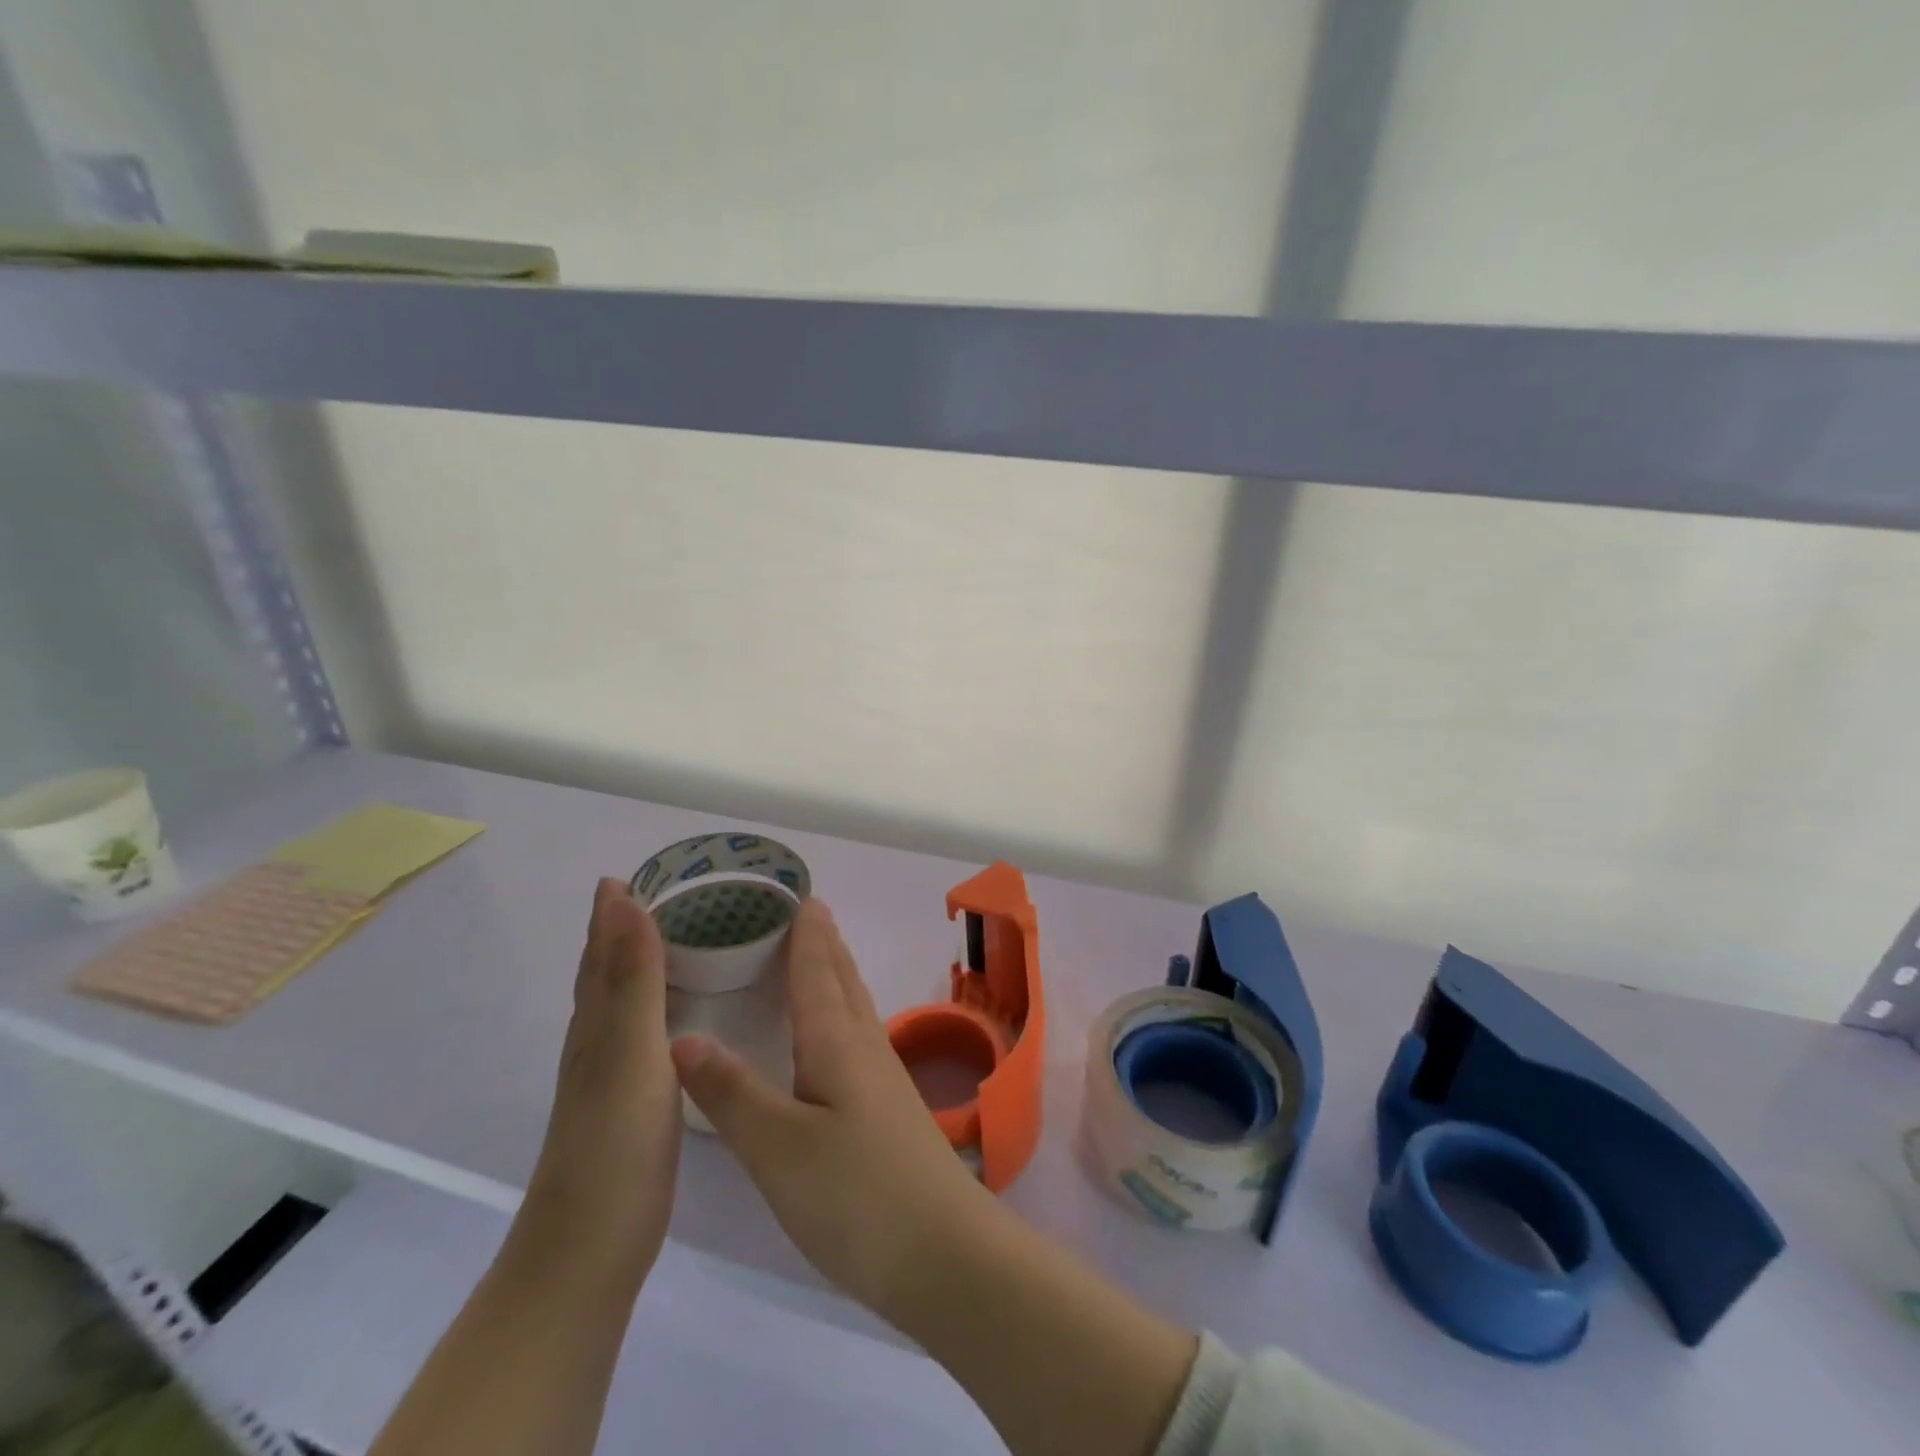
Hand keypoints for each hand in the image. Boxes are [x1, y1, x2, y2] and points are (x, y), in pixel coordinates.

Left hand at [516, 878, 681, 1290]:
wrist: (590, 1248)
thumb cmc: (614, 1143)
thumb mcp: (629, 1051)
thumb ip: (634, 978)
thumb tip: (625, 901)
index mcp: (597, 1022)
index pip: (602, 951)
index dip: (611, 913)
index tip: (628, 873)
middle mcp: (598, 1041)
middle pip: (605, 971)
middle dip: (620, 930)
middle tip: (653, 894)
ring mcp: (612, 1074)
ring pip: (621, 1002)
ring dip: (637, 964)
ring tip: (669, 938)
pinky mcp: (631, 1102)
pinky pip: (642, 1031)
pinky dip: (654, 1005)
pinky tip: (674, 1014)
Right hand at [670, 898, 1001, 1317]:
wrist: (943, 1254)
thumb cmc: (856, 1196)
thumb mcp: (779, 1148)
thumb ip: (732, 1093)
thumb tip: (682, 1037)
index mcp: (836, 1042)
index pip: (817, 972)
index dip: (806, 934)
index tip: (799, 896)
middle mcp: (864, 1047)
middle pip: (842, 979)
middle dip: (825, 943)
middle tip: (808, 910)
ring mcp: (883, 1077)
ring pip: (855, 1006)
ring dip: (837, 973)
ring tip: (821, 955)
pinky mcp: (889, 1108)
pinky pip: (860, 1036)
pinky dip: (842, 1013)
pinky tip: (837, 1035)